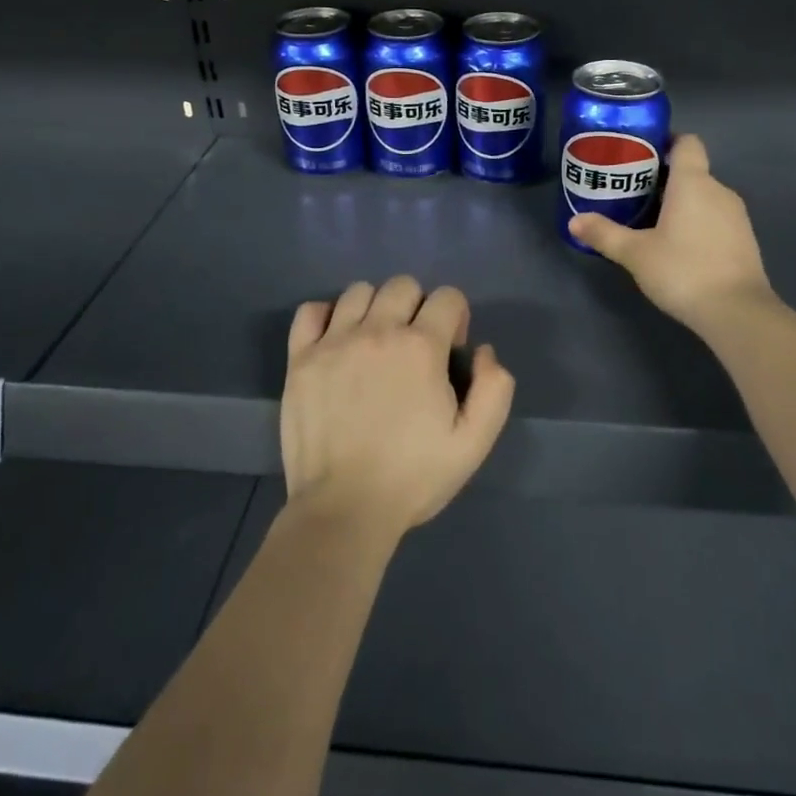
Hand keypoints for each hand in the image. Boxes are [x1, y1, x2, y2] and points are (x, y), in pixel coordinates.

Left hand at [281, 277, 515, 537]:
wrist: (344, 510)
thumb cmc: (413, 477)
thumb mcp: (473, 443)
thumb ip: (494, 389)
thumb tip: (482, 350)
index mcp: (421, 347)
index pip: (447, 297)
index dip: (456, 319)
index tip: (449, 353)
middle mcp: (378, 331)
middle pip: (403, 285)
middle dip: (417, 307)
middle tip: (413, 348)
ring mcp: (334, 342)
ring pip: (359, 291)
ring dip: (375, 309)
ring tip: (374, 344)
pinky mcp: (301, 359)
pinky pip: (311, 311)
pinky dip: (326, 316)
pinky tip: (335, 342)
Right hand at [568, 134, 775, 332]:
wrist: (737, 312)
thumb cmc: (683, 270)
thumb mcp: (635, 254)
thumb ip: (604, 234)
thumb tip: (574, 221)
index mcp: (693, 182)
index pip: (687, 142)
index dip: (667, 141)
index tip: (642, 155)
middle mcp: (719, 190)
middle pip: (691, 171)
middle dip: (664, 178)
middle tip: (633, 193)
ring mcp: (736, 216)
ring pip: (704, 196)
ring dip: (681, 203)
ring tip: (651, 221)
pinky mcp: (744, 239)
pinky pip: (716, 218)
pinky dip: (697, 223)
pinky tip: (678, 246)